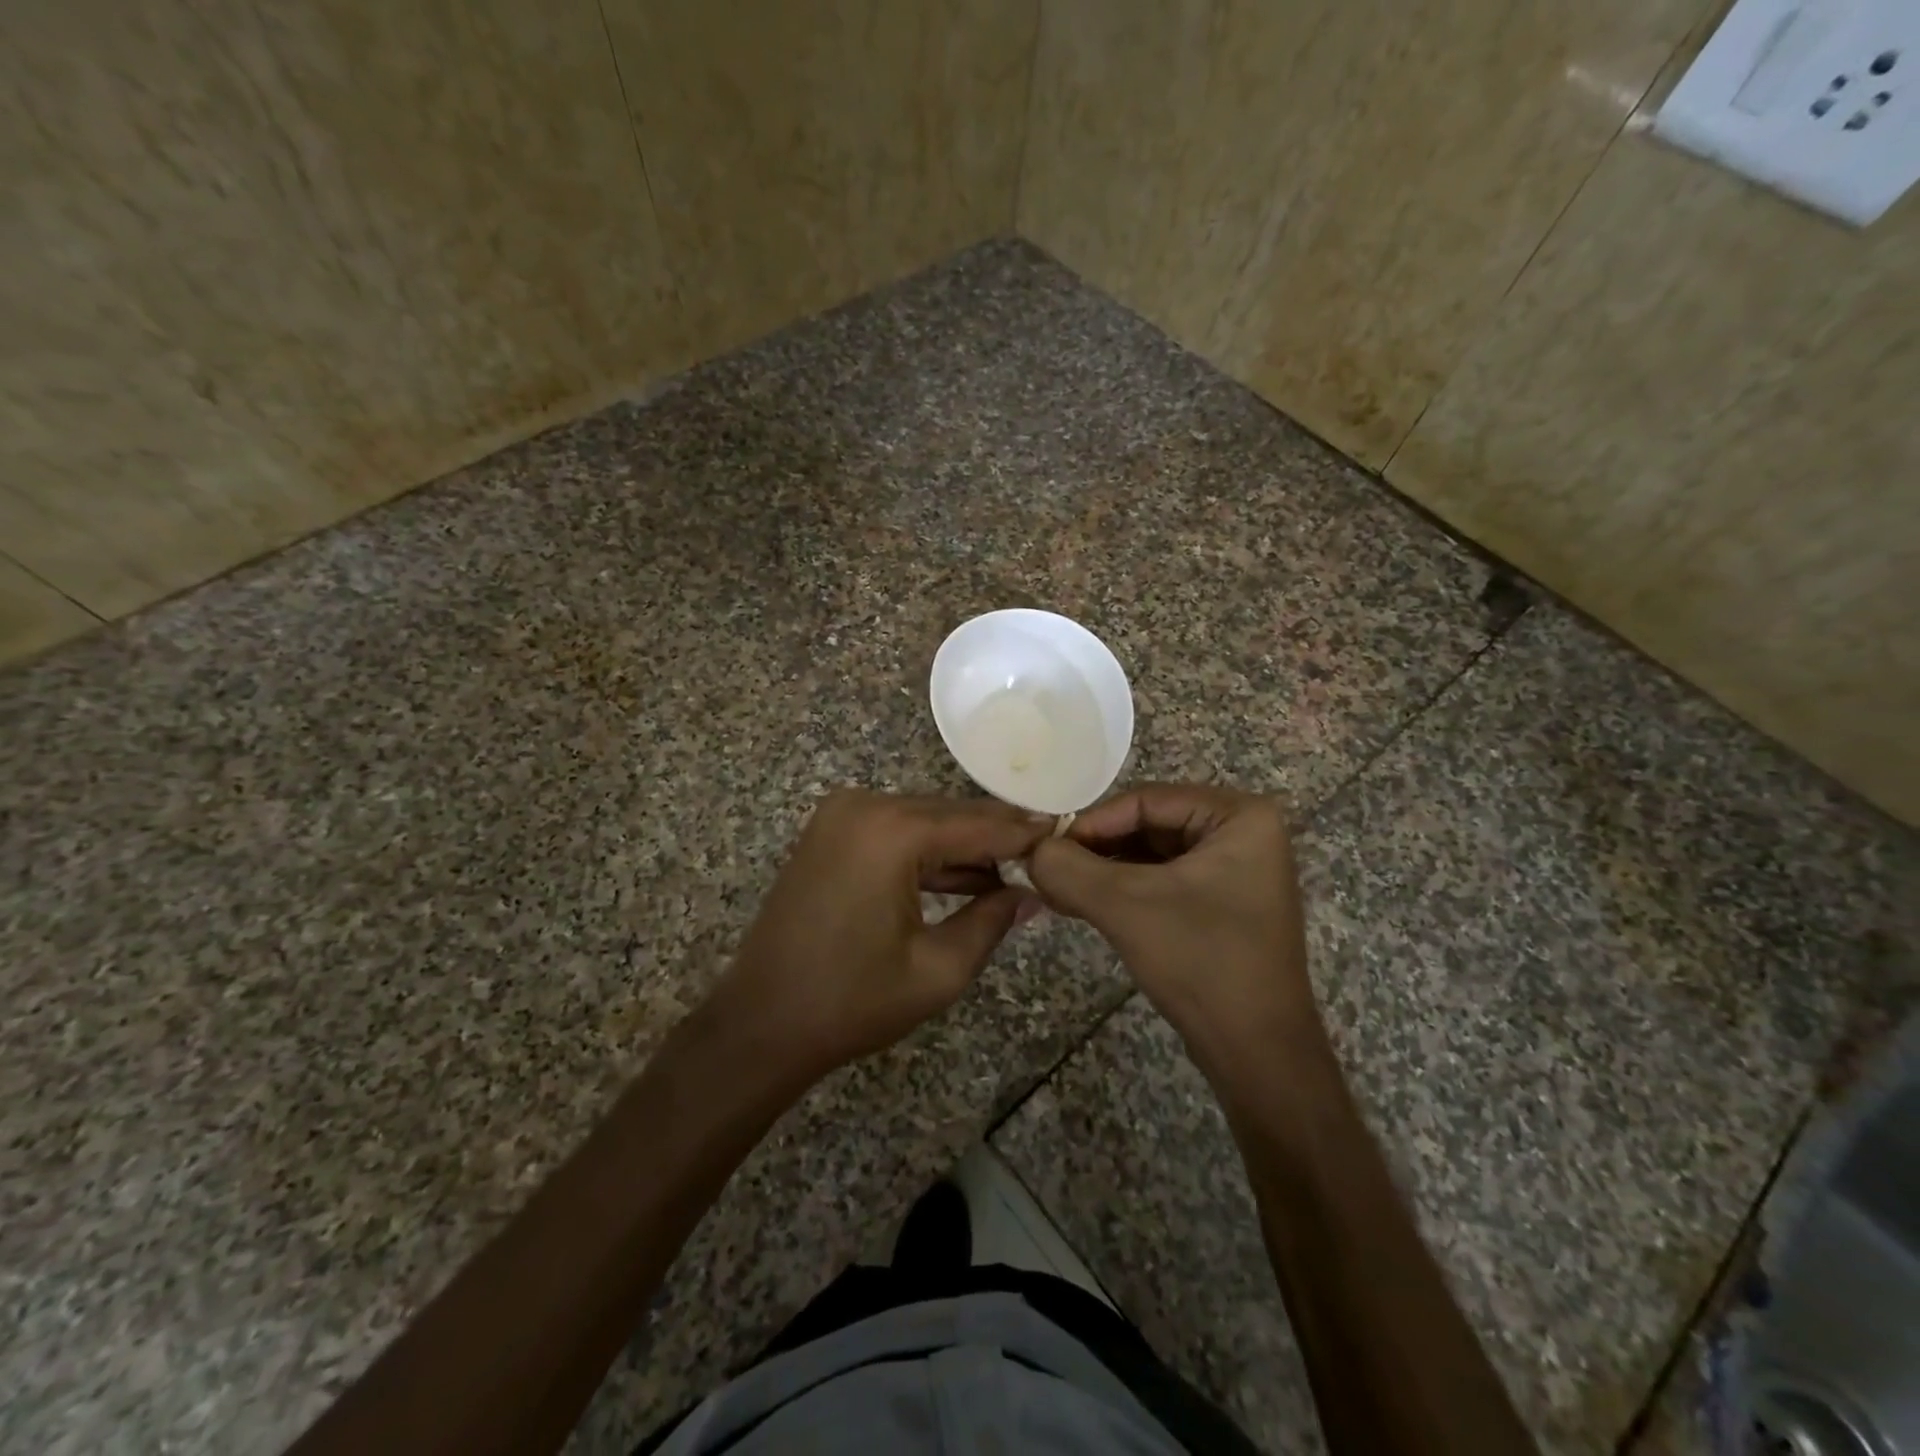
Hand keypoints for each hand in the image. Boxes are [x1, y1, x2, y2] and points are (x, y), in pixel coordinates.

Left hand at [702, 789, 1048, 1086]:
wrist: (760, 1023)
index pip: (978, 825)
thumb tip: (1031, 894)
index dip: (1025, 834)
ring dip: (963, 847)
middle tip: (1045, 856)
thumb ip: (993, 921)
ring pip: (923, 821)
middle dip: (997, 838)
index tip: (1066, 835)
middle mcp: (865, 805)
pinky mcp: (829, 832)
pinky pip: (894, 832)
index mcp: (892, 831)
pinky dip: (927, 853)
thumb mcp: (937, 970)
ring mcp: (841, 815)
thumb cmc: (851, 1002)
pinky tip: (964, 878)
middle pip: (950, 815)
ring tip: (1011, 873)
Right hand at [1028, 784, 1315, 1068]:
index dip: (1091, 822)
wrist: (1259, 1055)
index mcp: (1239, 816)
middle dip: (1095, 849)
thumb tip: (1028, 850)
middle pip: (1148, 824)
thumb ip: (1069, 869)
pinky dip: (1122, 890)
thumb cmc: (1202, 962)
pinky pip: (1162, 881)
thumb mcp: (1127, 906)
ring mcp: (1234, 870)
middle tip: (1045, 869)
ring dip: (1103, 871)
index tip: (1045, 848)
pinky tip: (1080, 903)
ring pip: (1151, 854)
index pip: (1146, 800)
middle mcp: (1242, 833)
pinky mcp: (1221, 903)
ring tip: (1055, 889)